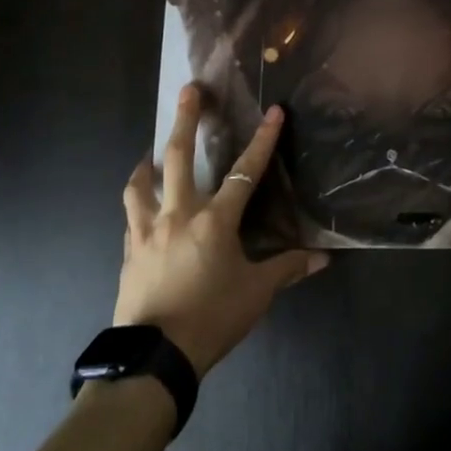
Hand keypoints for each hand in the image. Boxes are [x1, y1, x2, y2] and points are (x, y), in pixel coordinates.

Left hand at [115, 85, 326, 376]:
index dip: (262, 141)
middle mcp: (178, 215)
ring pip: (141, 184)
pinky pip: (131, 217)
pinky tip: (141, 207)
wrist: (154, 358)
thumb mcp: (255, 294)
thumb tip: (322, 259)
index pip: (244, 172)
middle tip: (188, 91)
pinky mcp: (128, 252)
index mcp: (214, 221)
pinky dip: (138, 204)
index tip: (273, 112)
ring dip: (148, 163)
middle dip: (185, 120)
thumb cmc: (211, 319)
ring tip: (151, 153)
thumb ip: (286, 270)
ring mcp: (146, 231)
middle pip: (179, 157)